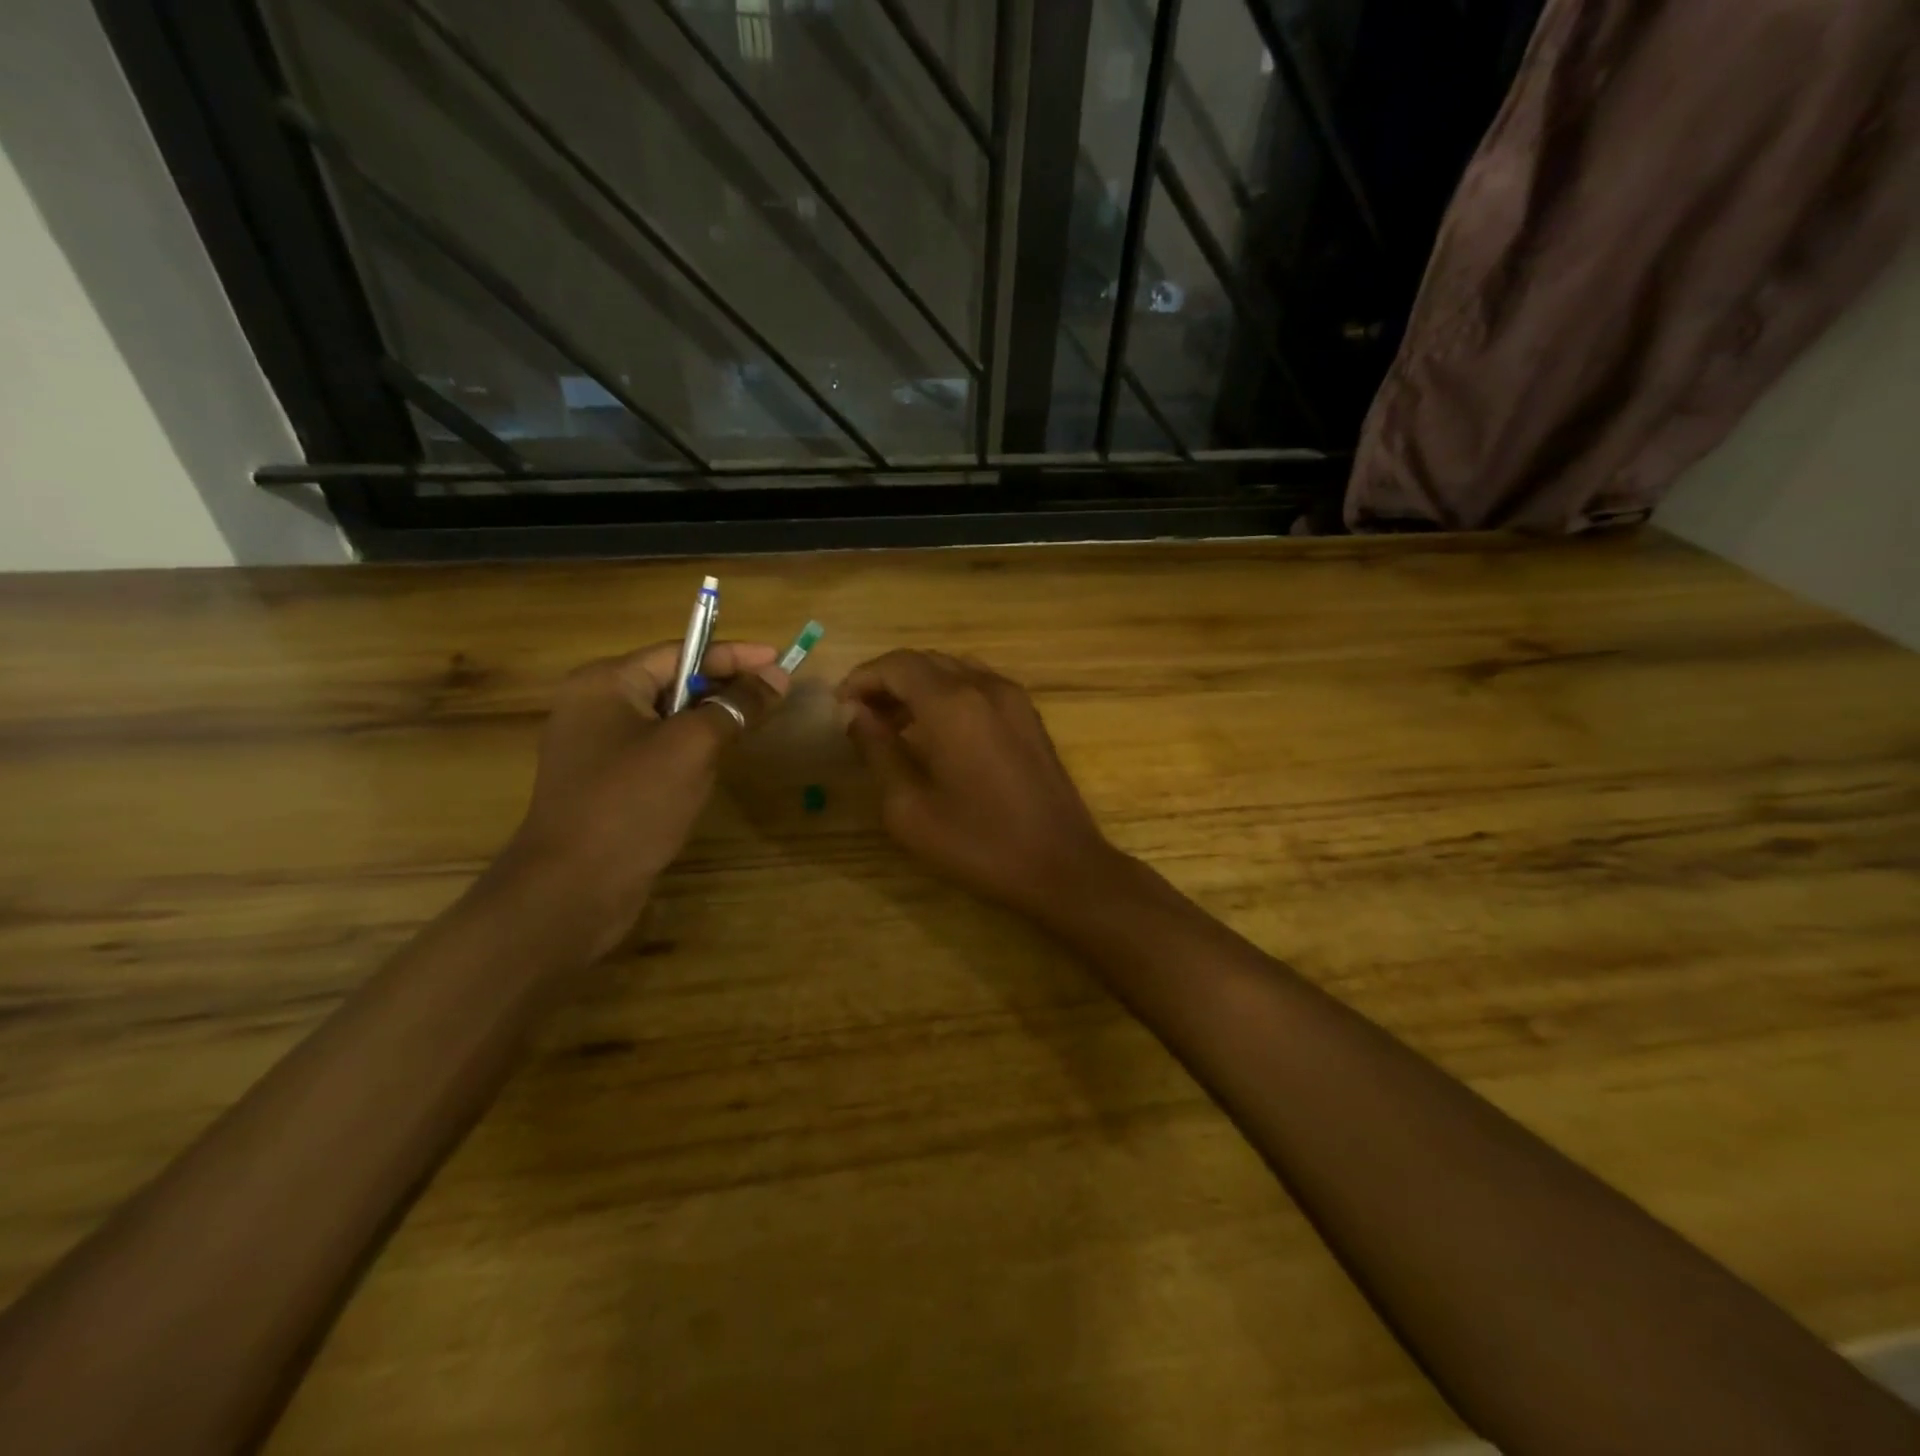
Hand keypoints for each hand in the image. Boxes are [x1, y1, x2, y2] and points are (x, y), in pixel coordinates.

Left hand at [503, 640, 787, 954]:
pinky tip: (716, 764)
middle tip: (774, 695)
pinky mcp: (606, 782)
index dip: (735, 655)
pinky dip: (691, 749)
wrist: (573, 889)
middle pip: (674, 682)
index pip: (681, 652)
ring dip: (710, 720)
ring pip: (668, 718)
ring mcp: (597, 747)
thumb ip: (736, 706)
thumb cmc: (632, 804)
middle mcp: (595, 706)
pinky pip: (657, 750)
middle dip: (725, 687)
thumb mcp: (692, 747)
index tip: (780, 660)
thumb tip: (777, 676)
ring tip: (753, 725)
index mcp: (606, 683)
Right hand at [838, 650, 1119, 920]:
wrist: (1062, 865)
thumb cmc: (979, 843)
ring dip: (919, 686)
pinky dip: (950, 694)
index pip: (897, 665)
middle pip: (926, 661)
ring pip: (954, 669)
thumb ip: (877, 751)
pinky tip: (938, 732)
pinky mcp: (1030, 716)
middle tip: (862, 717)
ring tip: (894, 724)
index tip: (840, 707)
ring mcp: (1014, 698)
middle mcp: (985, 686)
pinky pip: (980, 686)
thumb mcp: (910, 807)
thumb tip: (853, 713)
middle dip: (888, 681)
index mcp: (952, 704)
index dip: (862, 679)